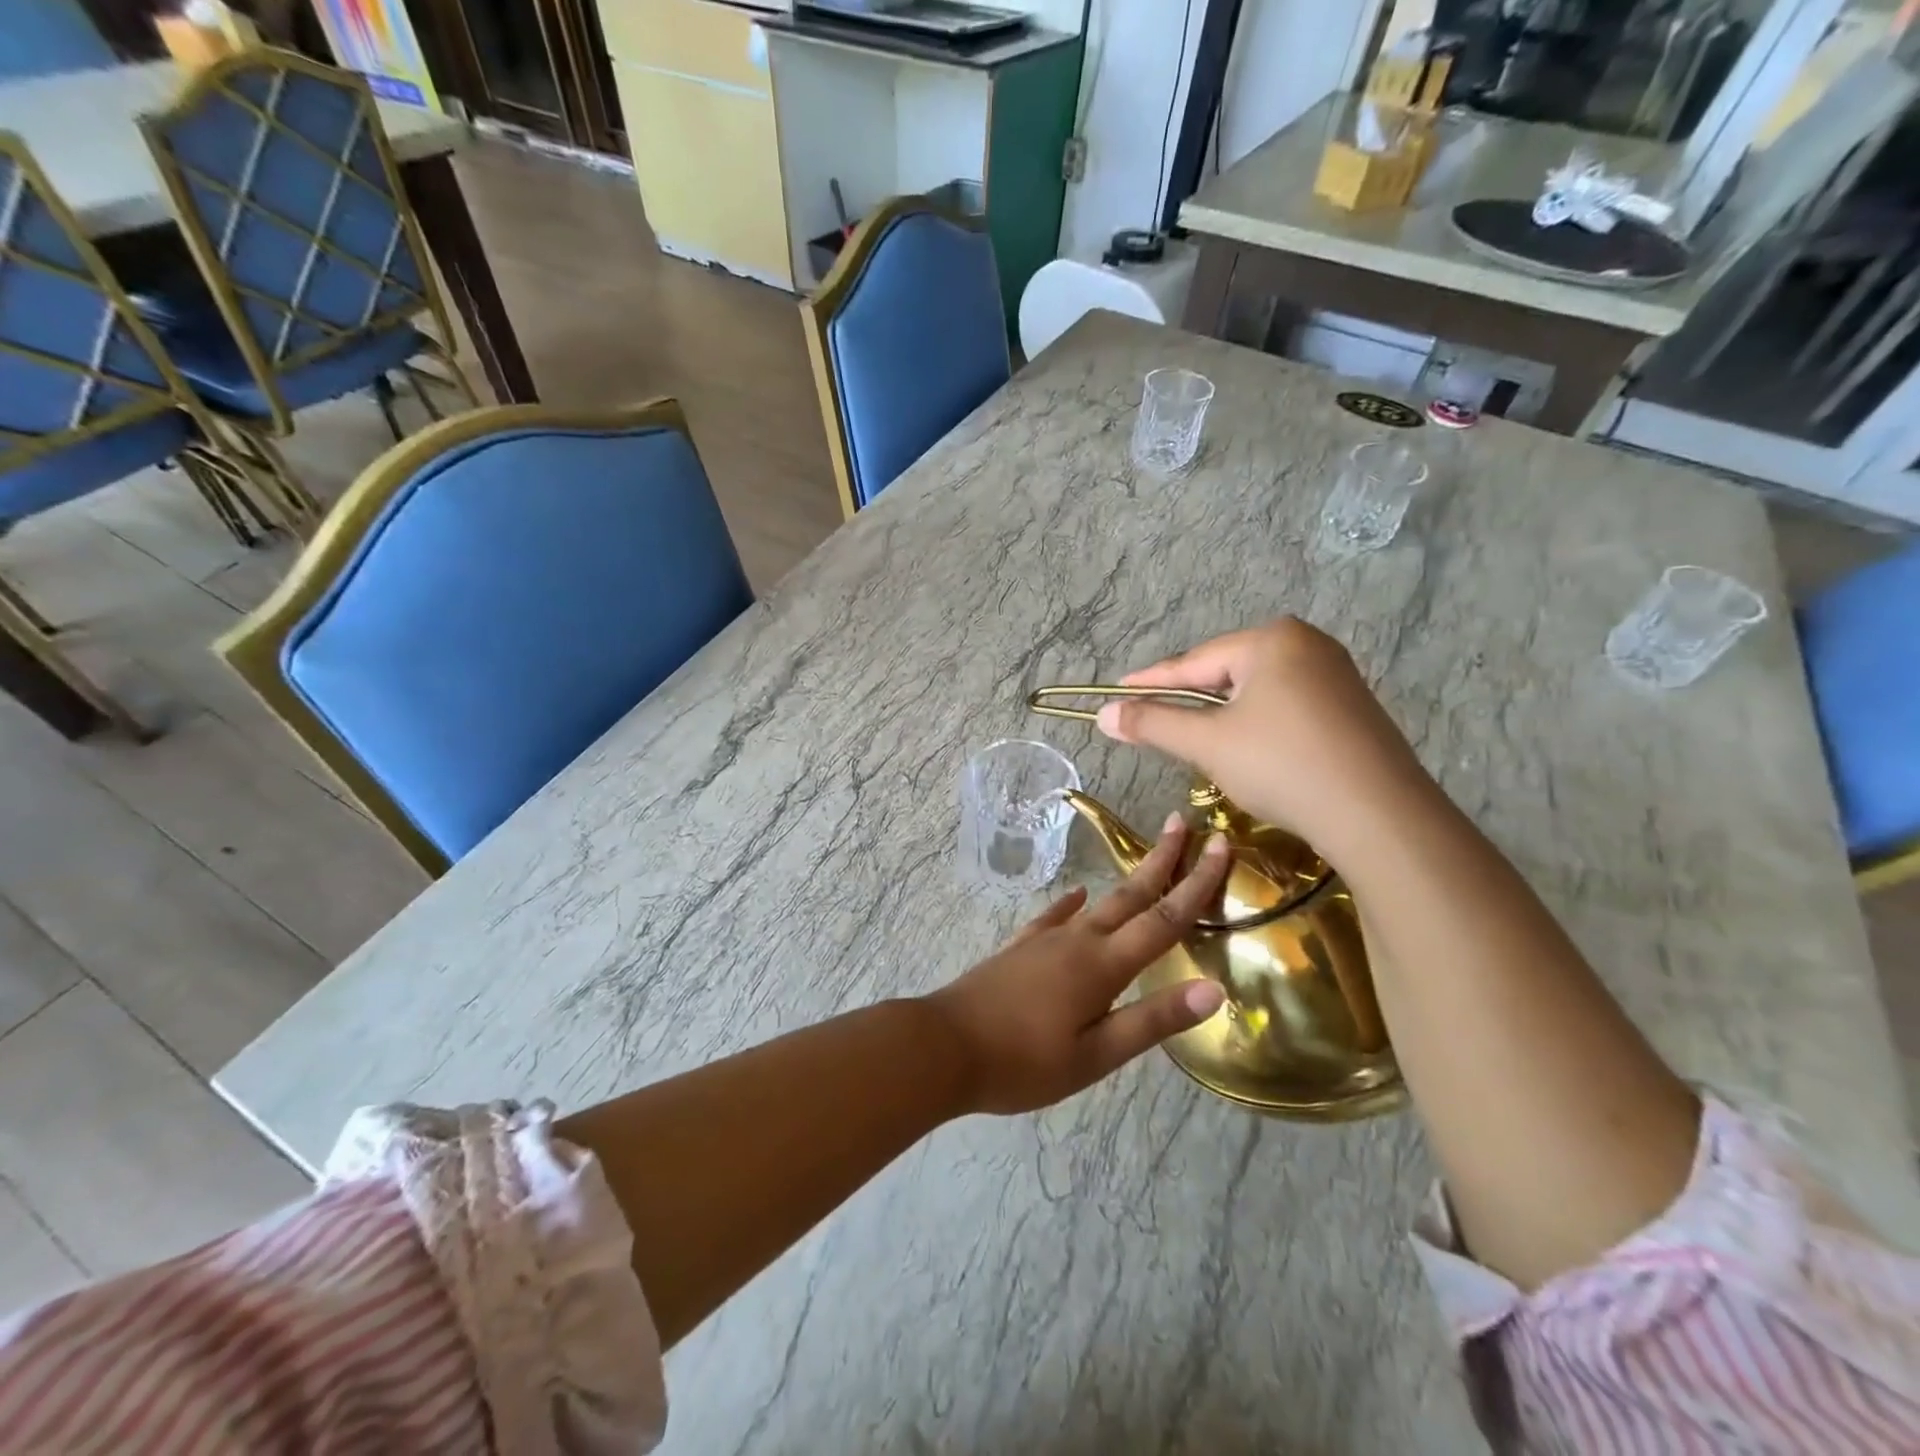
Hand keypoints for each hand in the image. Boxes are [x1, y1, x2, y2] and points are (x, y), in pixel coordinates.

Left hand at [925, 817, 1230, 1114]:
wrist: (945, 1046)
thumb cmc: (1024, 1061)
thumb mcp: (1096, 1054)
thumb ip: (1152, 1020)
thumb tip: (1213, 989)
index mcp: (1103, 965)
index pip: (1164, 919)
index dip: (1197, 883)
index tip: (1222, 846)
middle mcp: (1078, 940)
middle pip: (1131, 894)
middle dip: (1162, 859)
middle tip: (1185, 822)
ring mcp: (1045, 939)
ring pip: (1098, 901)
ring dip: (1127, 879)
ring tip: (1146, 858)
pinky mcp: (1020, 948)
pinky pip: (1055, 916)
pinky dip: (1072, 904)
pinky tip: (1077, 898)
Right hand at [1095, 619, 1433, 861]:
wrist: (1378, 815)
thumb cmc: (1283, 765)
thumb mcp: (1208, 743)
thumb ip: (1153, 723)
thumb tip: (1103, 715)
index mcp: (1272, 640)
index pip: (1193, 662)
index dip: (1150, 682)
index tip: (1115, 692)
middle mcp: (1307, 644)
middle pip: (1226, 673)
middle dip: (1189, 701)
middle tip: (1153, 722)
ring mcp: (1335, 675)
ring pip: (1256, 693)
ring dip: (1222, 717)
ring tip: (1195, 741)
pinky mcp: (1350, 708)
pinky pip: (1285, 707)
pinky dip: (1256, 726)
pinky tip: (1249, 751)